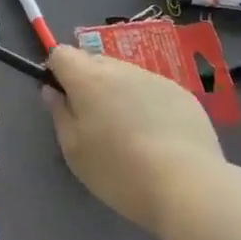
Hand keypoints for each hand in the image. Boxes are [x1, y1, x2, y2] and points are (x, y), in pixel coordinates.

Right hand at [42, 45, 225, 235]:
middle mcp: (121, 68)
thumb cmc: (119, 171)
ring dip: (118, 92)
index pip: (61, 53)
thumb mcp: (74, 151)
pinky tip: (158, 138)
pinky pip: (153, 89)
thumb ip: (59, 114)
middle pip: (93, 61)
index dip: (57, 72)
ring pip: (125, 75)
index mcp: (88, 79)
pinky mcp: (183, 94)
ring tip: (129, 133)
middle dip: (87, 82)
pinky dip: (147, 104)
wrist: (188, 186)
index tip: (63, 100)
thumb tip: (52, 91)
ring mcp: (155, 78)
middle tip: (94, 122)